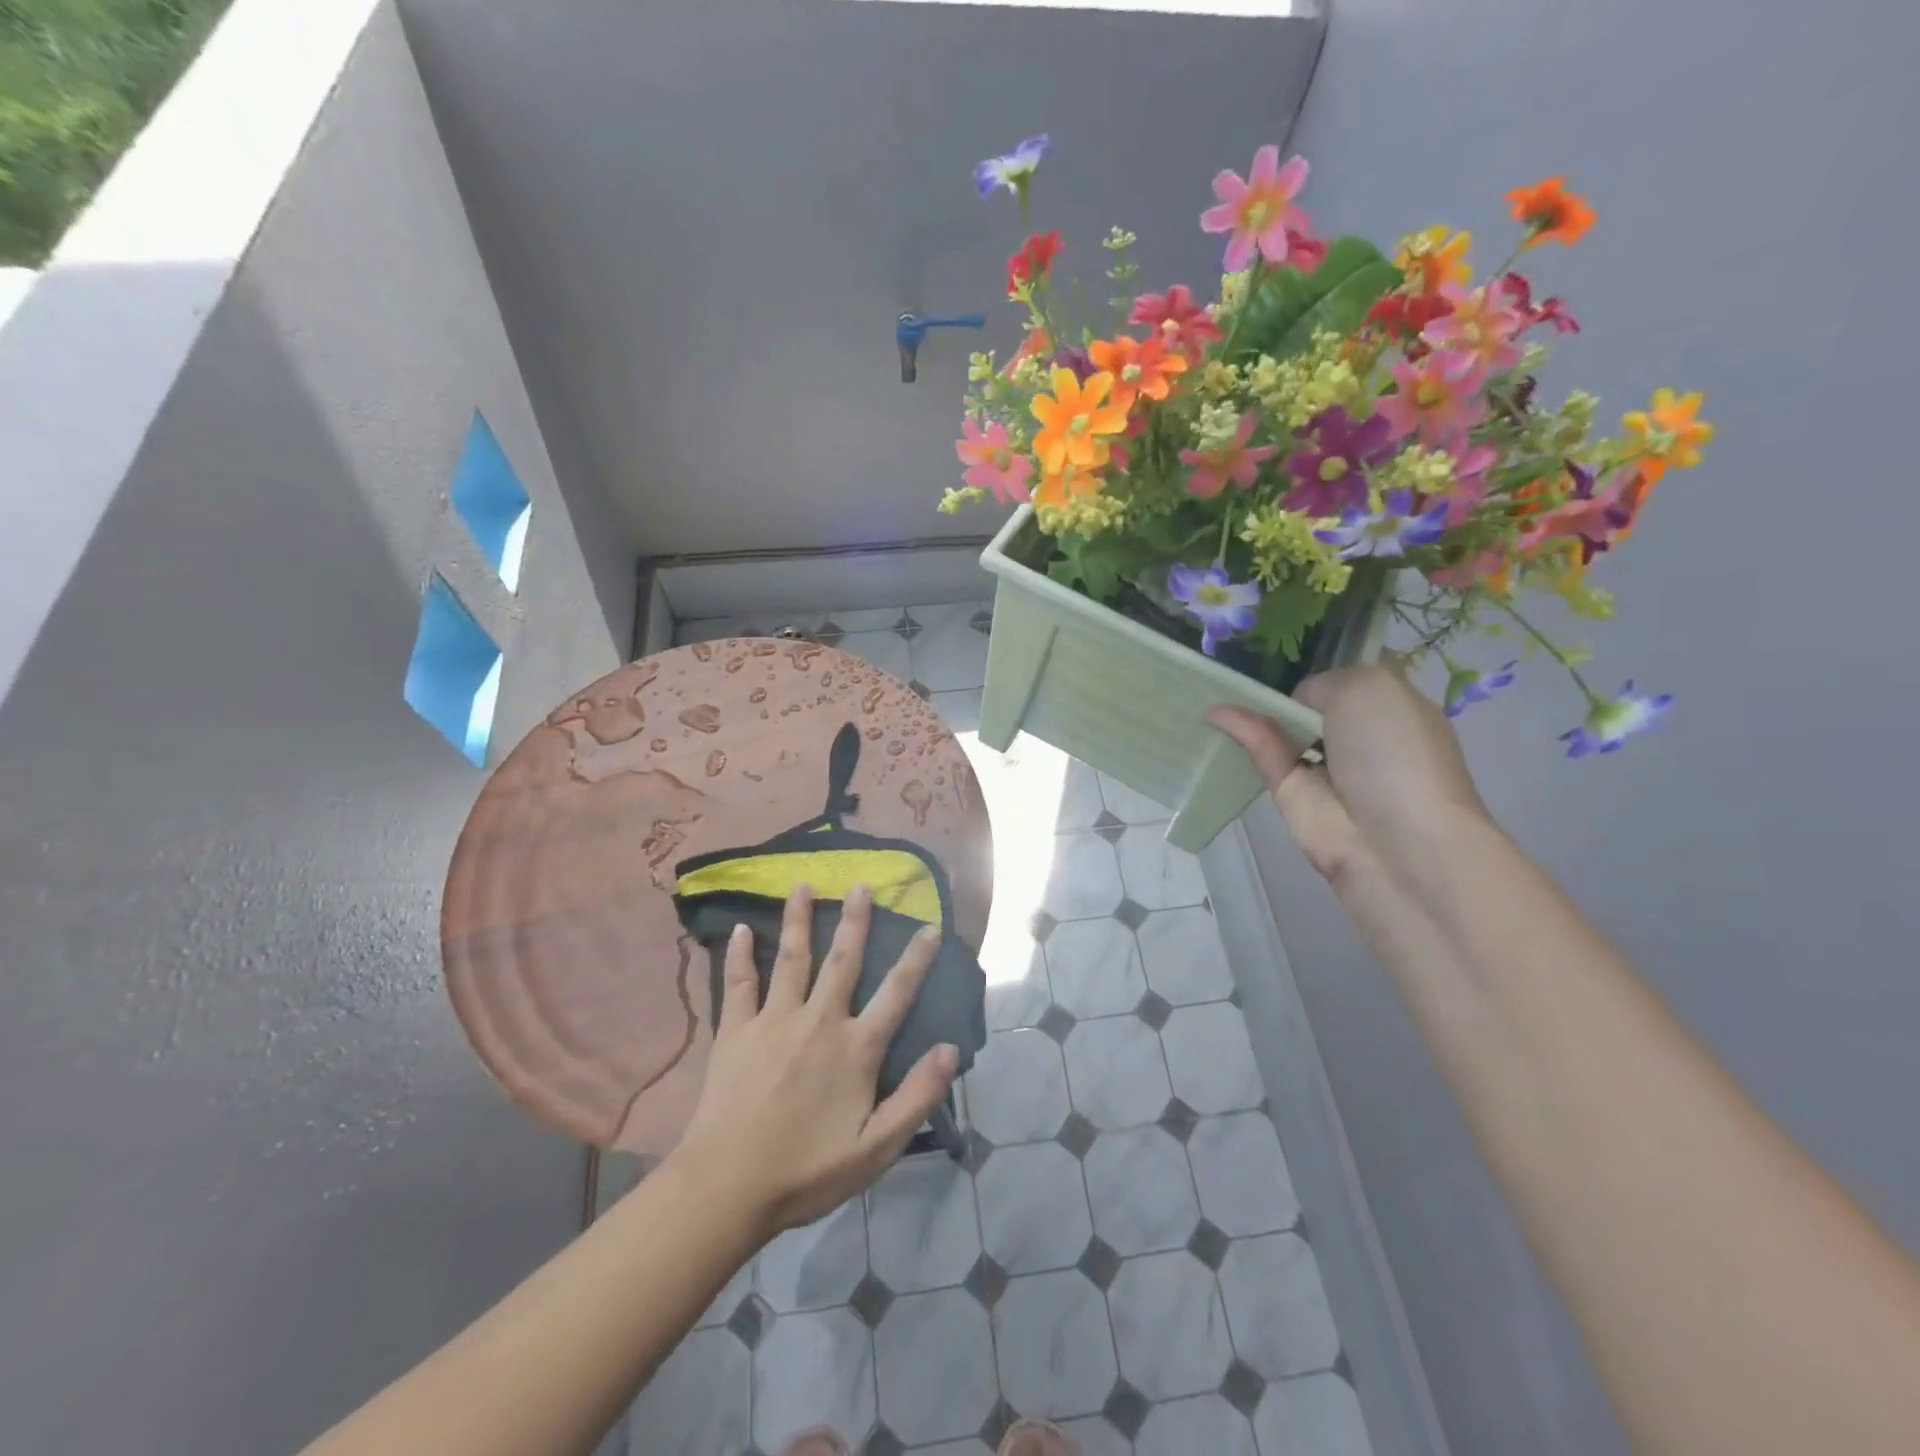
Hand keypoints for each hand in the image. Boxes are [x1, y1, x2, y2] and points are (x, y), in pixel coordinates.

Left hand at [669, 884, 959, 1238]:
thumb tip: (951, 1049)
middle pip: (843, 960)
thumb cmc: (807, 1170)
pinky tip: (741, 928)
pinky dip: (740, 954)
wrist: (728, 1185)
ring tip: (803, 885)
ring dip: (800, 920)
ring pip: (792, 958)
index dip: (916, 958)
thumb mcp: (877, 1147)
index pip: (896, 993)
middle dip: (856, 920)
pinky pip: (739, 983)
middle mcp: (819, 1021)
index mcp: (856, 1048)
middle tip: (861, 884)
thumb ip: (917, 1096)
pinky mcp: (736, 1030)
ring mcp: (774, 1020)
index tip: (929, 926)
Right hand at [1206, 665, 1489, 881]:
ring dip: (1257, 710)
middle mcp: (1361, 736)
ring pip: (1284, 729)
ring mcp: (1326, 766)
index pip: (1352, 679)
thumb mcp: (1366, 687)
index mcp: (1394, 707)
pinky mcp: (1292, 792)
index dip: (1325, 666)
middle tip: (1247, 665)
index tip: (1290, 649)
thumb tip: (1289, 710)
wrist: (1395, 839)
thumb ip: (1319, 684)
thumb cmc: (1394, 751)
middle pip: (1314, 704)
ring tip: (1218, 685)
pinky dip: (1242, 731)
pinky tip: (1215, 714)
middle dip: (1286, 687)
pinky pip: (1264, 752)